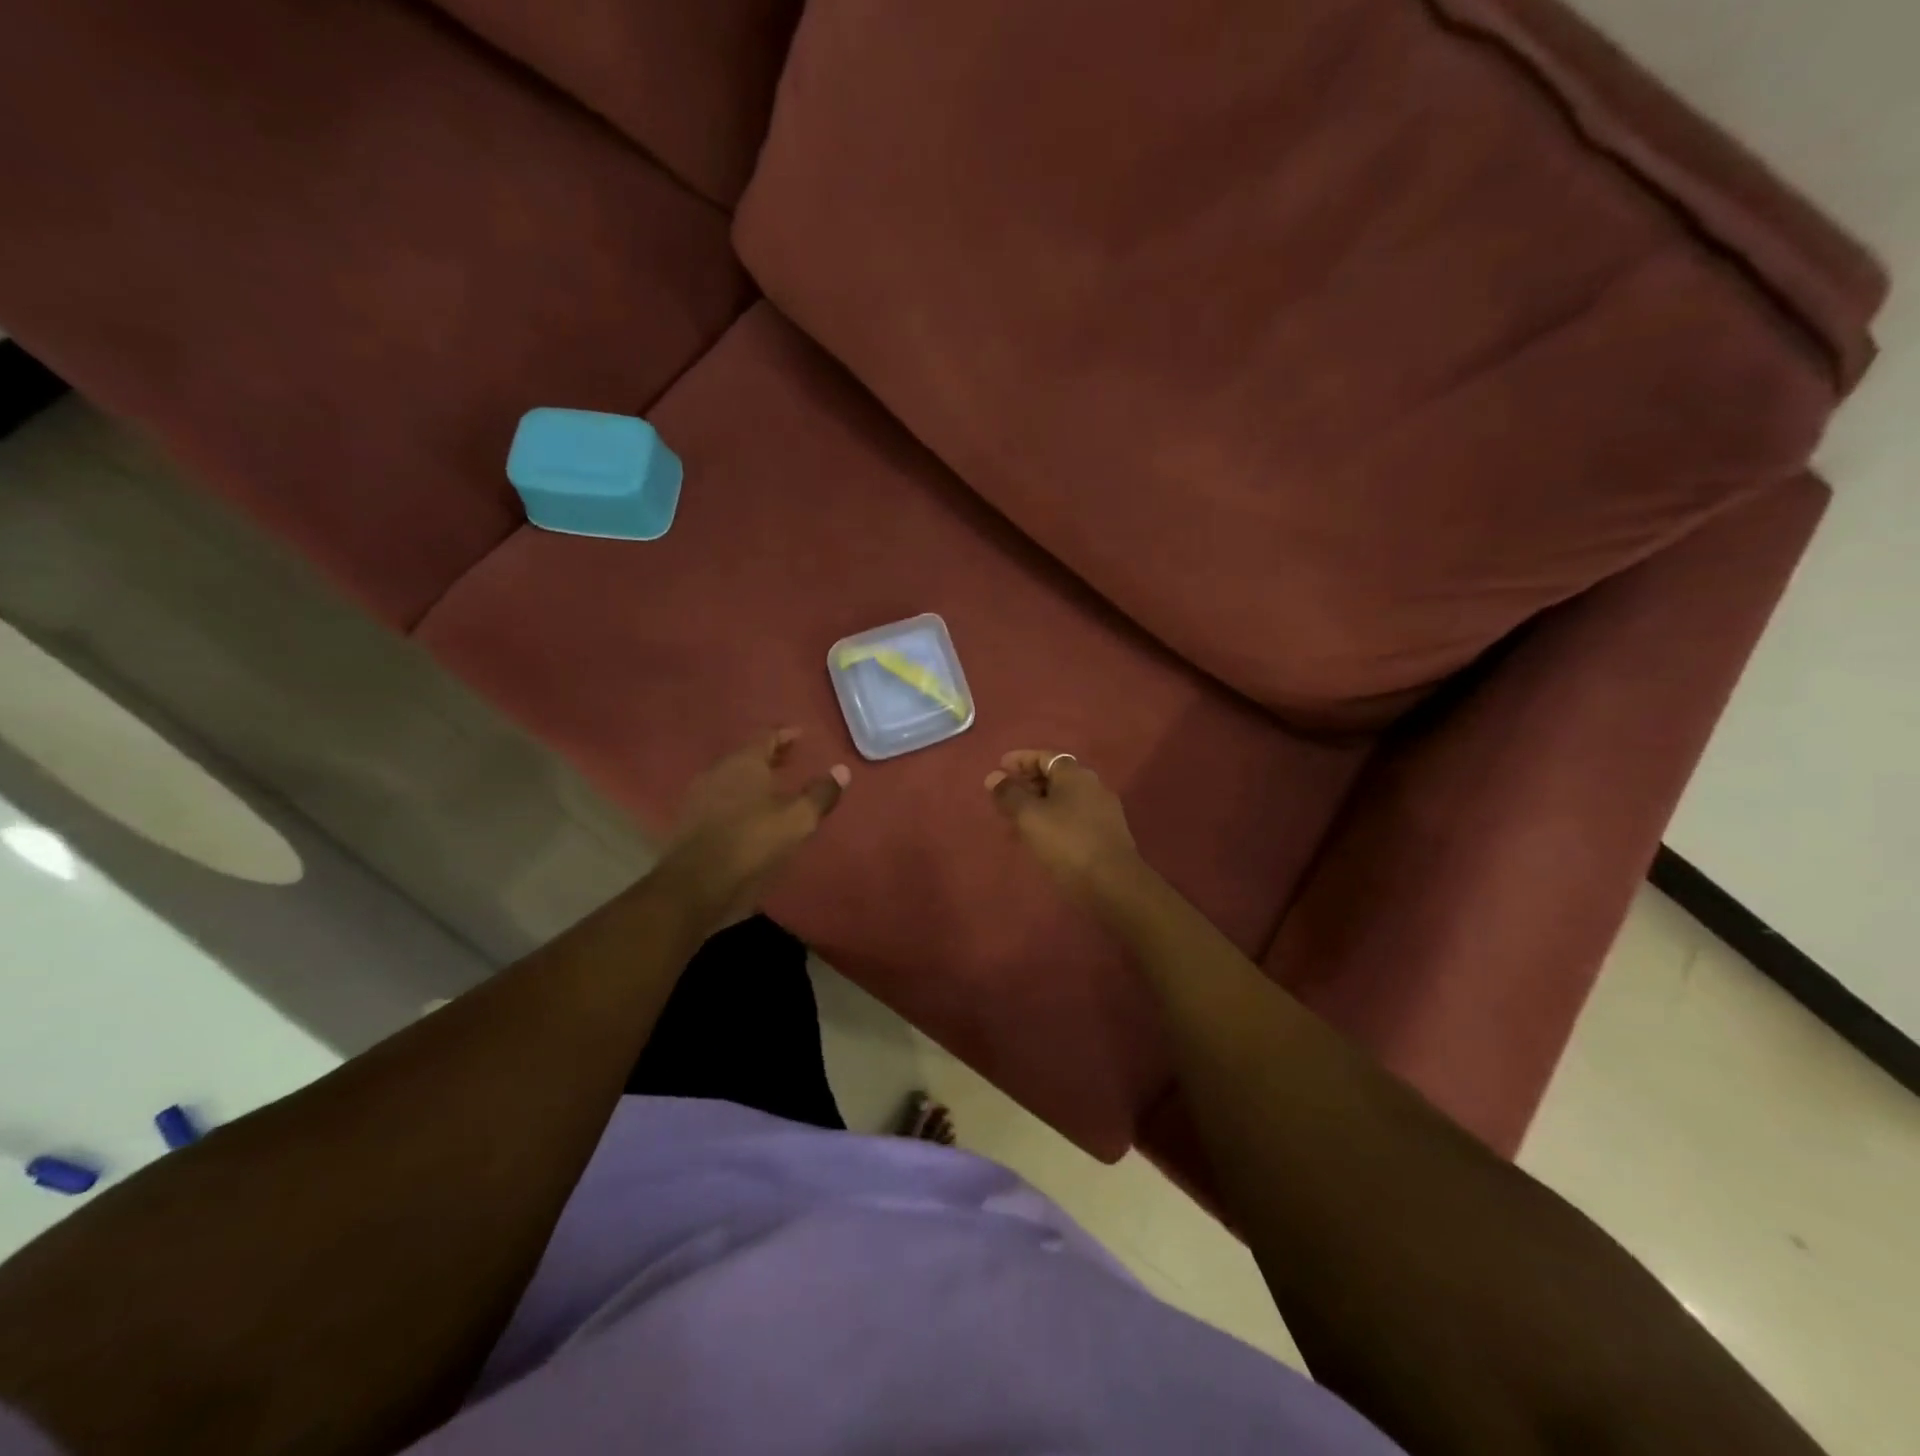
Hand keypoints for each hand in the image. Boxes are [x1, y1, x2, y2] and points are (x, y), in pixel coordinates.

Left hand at [658, 729, 850, 930]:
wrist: (695, 884)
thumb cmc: (752, 842)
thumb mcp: (797, 820)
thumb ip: (820, 794)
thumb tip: (842, 770)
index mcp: (744, 763)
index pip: (766, 737)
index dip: (785, 735)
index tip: (799, 735)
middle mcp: (718, 771)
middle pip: (746, 756)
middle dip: (769, 757)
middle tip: (790, 760)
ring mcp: (698, 796)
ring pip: (730, 778)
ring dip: (751, 780)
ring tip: (771, 789)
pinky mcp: (688, 821)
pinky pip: (719, 800)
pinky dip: (737, 800)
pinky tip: (748, 815)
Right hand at [985, 750, 1138, 899]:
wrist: (1112, 882)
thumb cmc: (1066, 842)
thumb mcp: (1029, 816)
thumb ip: (1009, 794)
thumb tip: (993, 777)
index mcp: (1075, 774)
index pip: (1045, 756)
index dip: (1020, 759)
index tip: (1000, 767)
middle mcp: (1092, 786)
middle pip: (1055, 776)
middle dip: (1028, 782)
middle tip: (1005, 794)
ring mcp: (1102, 810)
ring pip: (1064, 799)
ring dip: (1039, 803)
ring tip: (1017, 817)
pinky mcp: (1106, 833)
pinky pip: (1073, 817)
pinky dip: (1053, 819)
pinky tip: (1041, 836)